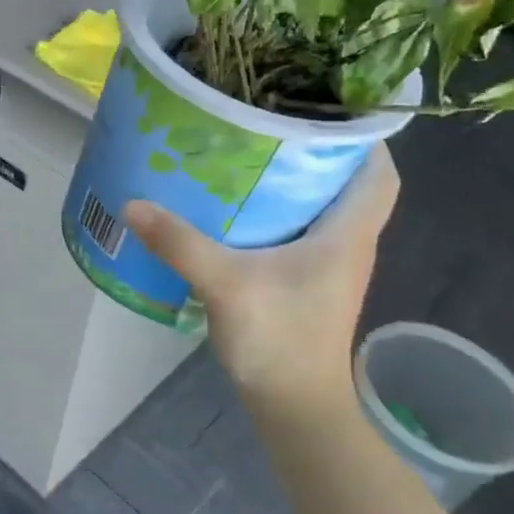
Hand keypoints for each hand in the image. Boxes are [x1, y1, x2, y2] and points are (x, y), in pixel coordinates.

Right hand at [124, 146, 399, 412]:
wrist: (294, 409)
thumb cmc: (279, 342)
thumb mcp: (227, 286)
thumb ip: (181, 243)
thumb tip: (133, 204)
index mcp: (347, 235)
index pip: (380, 173)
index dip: (366, 136)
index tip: (330, 105)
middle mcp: (346, 245)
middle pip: (347, 183)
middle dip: (318, 150)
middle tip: (272, 121)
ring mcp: (327, 267)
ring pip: (322, 208)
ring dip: (295, 182)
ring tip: (250, 152)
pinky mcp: (306, 284)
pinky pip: (299, 232)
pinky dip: (277, 212)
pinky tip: (236, 208)